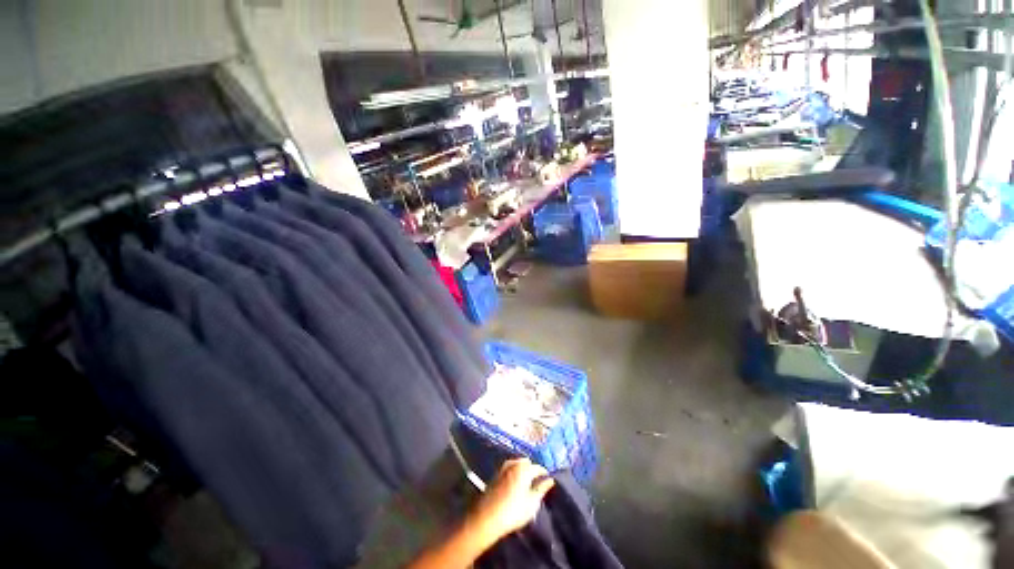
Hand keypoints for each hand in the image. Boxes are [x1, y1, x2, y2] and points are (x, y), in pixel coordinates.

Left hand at [469, 458, 554, 542]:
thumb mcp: (532, 503)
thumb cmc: (513, 511)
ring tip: (527, 481)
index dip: (544, 473)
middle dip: (532, 468)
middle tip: (537, 480)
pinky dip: (514, 472)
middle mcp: (513, 464)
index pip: (537, 467)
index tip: (548, 479)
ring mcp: (503, 468)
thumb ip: (541, 489)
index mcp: (523, 469)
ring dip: (522, 469)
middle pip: (526, 462)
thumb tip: (550, 480)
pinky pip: (509, 468)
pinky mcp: (495, 475)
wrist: (487, 518)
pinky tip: (515, 482)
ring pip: (516, 463)